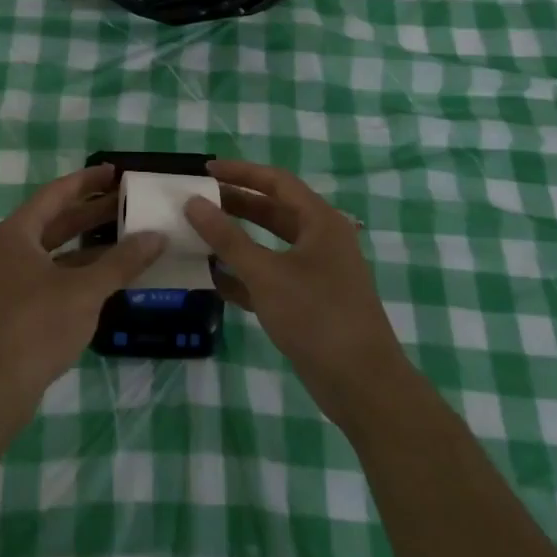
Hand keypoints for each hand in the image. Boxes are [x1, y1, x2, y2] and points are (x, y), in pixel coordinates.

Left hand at [0, 164, 162, 431]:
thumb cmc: (34, 327)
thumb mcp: (83, 291)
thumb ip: (121, 262)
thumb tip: (156, 236)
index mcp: (19, 233)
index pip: (57, 193)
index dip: (87, 180)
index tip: (116, 172)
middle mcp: (11, 249)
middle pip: (57, 220)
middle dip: (92, 211)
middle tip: (129, 203)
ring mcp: (12, 280)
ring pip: (57, 251)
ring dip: (90, 244)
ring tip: (128, 238)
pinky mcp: (18, 309)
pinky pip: (55, 276)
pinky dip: (81, 272)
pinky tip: (108, 278)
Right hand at [184, 159, 408, 431]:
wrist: (363, 386)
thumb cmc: (317, 317)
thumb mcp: (266, 273)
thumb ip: (227, 237)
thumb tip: (193, 202)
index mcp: (320, 222)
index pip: (276, 182)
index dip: (240, 172)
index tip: (205, 170)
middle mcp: (321, 240)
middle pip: (273, 211)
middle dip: (235, 205)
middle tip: (197, 201)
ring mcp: (316, 273)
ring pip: (270, 245)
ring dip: (237, 240)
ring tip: (199, 235)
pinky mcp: (309, 302)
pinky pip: (271, 276)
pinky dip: (245, 274)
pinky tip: (214, 279)